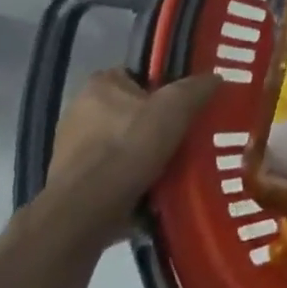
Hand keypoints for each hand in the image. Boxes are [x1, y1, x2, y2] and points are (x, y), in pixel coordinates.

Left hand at [40, 69, 217, 247]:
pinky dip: (131, 179)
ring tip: (174, 167)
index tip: (185, 106)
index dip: (165, 88)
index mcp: (100, 85)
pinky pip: (112, 174)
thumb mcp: (176, 107)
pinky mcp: (73, 184)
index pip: (139, 75)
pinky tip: (154, 190)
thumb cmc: (129, 146)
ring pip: (123, 145)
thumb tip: (214, 78)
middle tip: (184, 137)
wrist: (87, 212)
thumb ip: (197, 88)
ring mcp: (72, 150)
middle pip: (132, 112)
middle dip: (155, 125)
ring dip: (144, 155)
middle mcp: (79, 111)